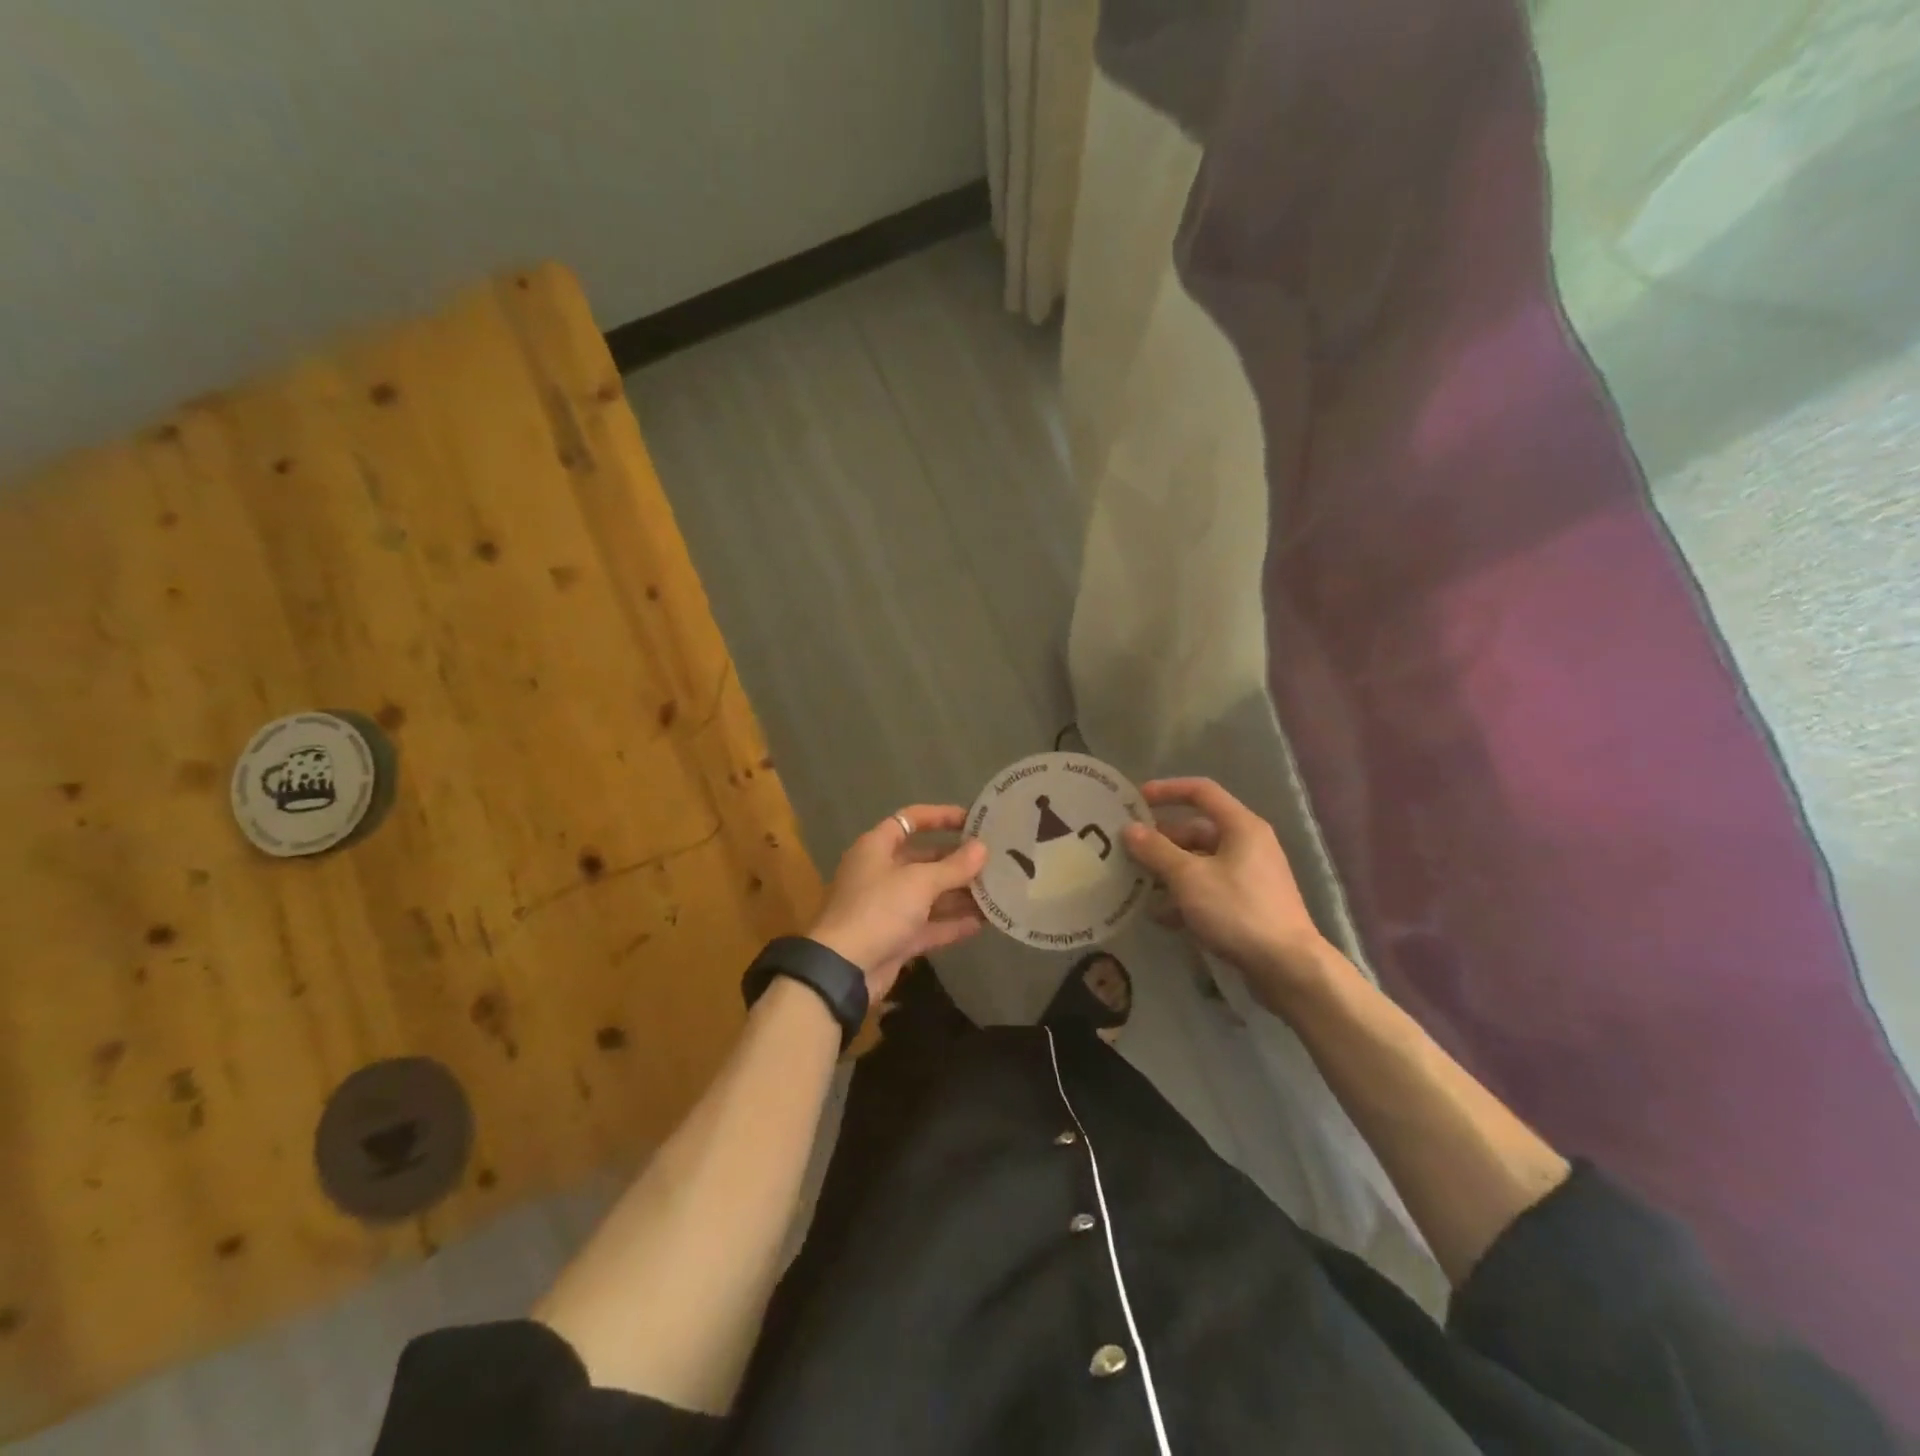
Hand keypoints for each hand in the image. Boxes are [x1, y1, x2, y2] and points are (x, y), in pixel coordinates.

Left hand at [806, 806, 988, 999]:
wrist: (843, 970)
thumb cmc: (878, 910)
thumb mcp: (919, 882)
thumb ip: (954, 866)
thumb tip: (982, 849)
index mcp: (876, 848)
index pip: (910, 820)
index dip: (940, 816)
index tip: (973, 820)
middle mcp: (881, 873)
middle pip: (924, 859)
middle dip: (957, 860)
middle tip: (994, 860)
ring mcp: (888, 907)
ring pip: (930, 894)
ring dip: (960, 893)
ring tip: (998, 890)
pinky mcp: (896, 938)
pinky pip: (930, 925)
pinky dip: (953, 923)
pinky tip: (984, 922)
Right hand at [1121, 777, 1337, 1011]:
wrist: (1288, 968)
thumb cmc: (1237, 910)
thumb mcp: (1189, 878)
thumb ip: (1156, 851)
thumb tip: (1129, 829)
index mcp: (1241, 826)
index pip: (1201, 791)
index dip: (1167, 790)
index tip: (1136, 800)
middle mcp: (1248, 844)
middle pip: (1197, 830)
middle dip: (1162, 841)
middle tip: (1129, 852)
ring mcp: (1250, 876)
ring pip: (1200, 862)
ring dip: (1169, 872)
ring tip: (1137, 886)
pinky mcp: (1248, 904)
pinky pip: (1209, 888)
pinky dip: (1185, 896)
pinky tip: (1161, 916)